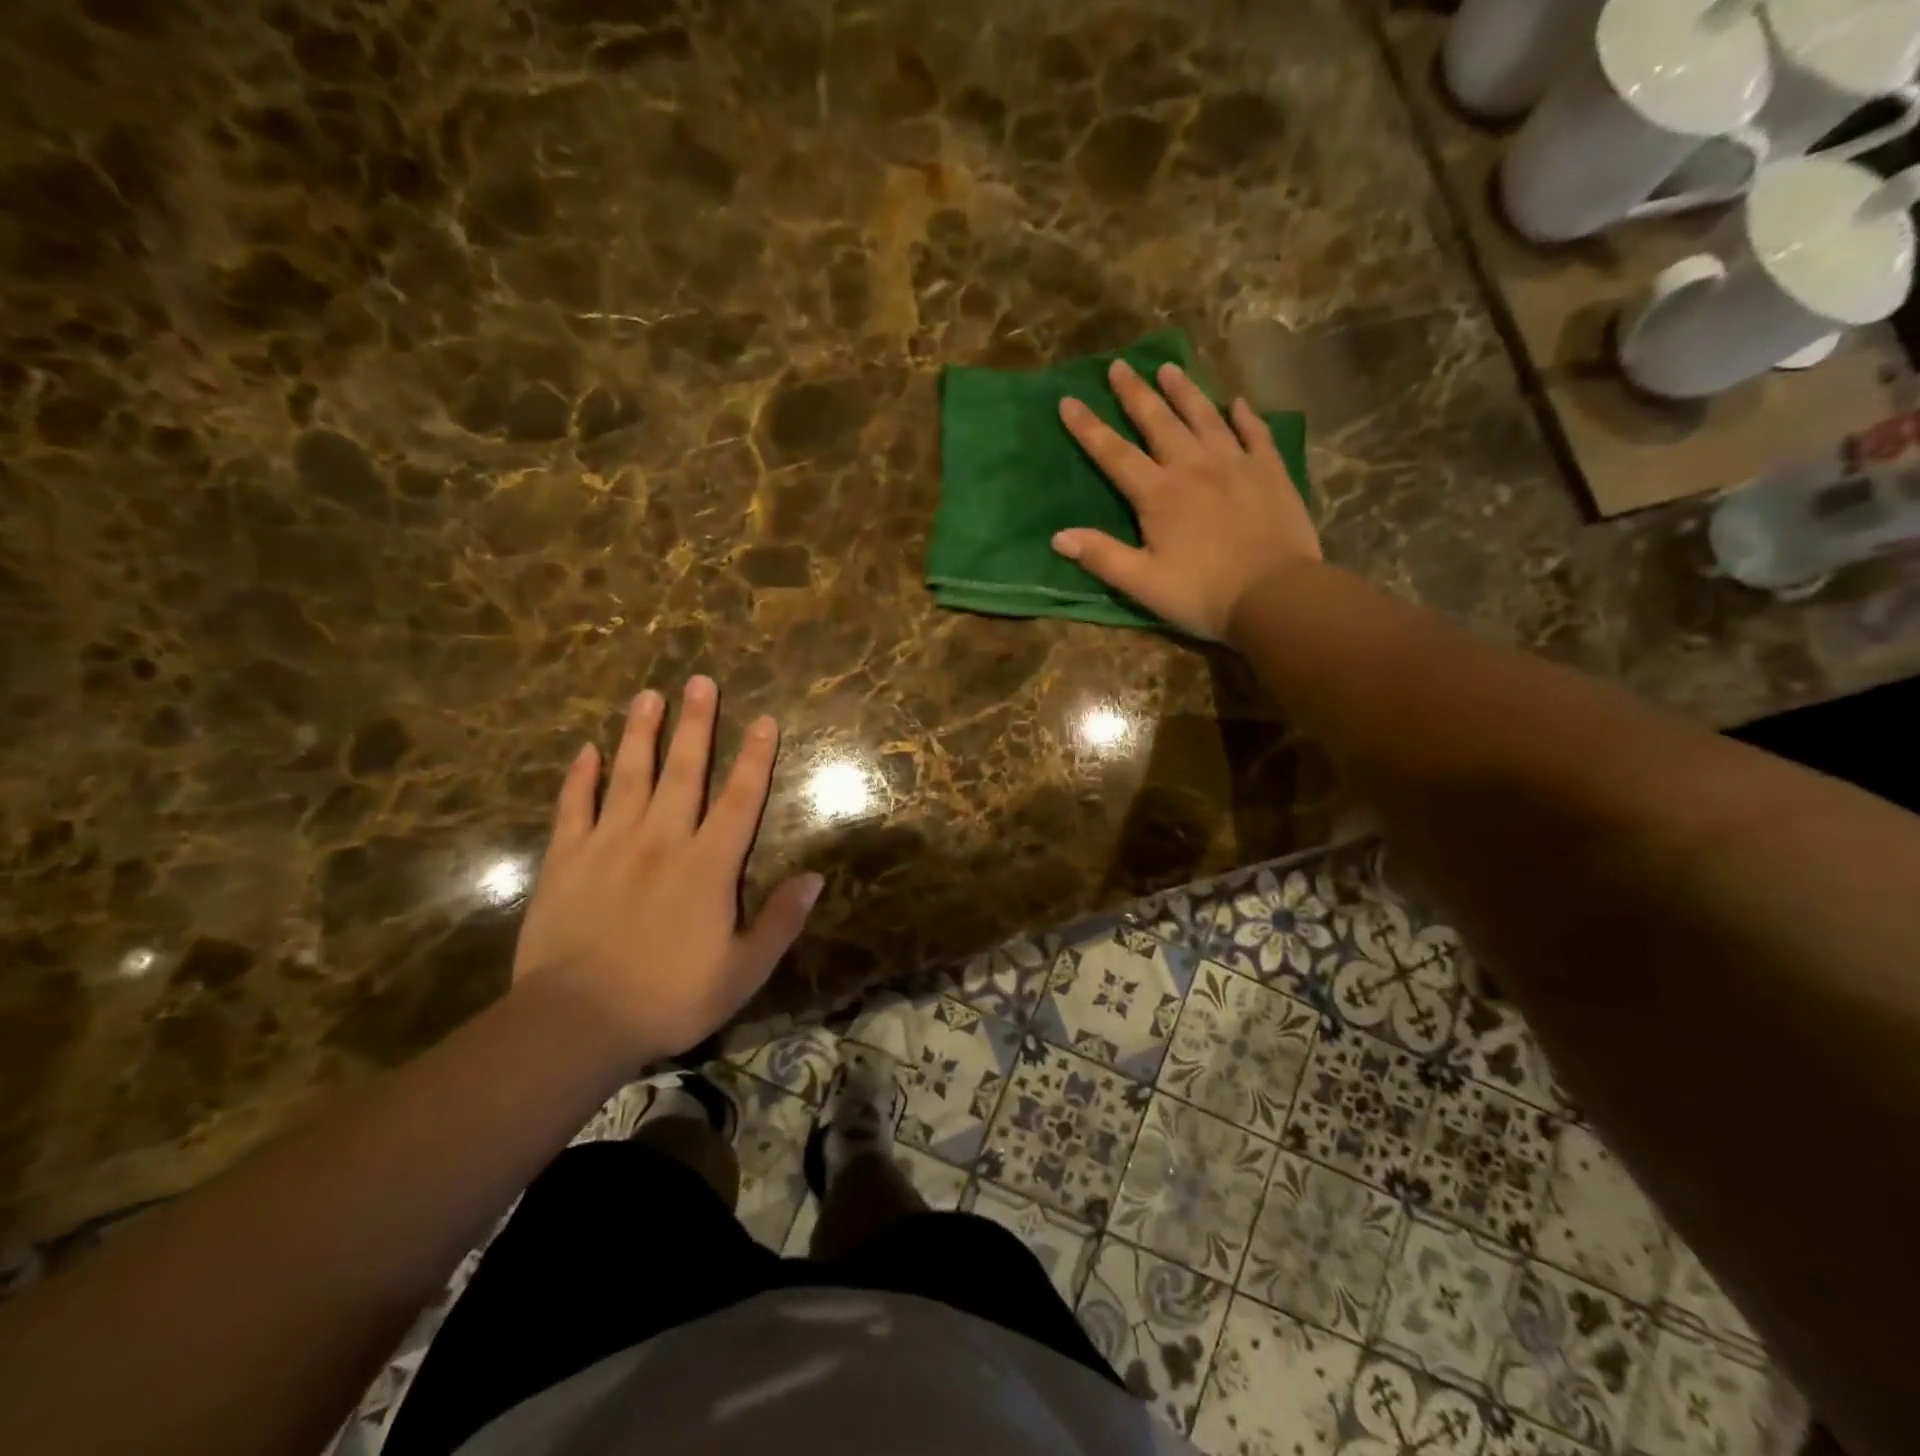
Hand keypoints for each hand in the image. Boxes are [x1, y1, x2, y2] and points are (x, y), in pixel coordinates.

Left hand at [512, 677, 822, 1064]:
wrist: (575, 1022)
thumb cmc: (669, 997)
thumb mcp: (743, 971)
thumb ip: (780, 921)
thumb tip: (815, 877)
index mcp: (708, 865)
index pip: (740, 799)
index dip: (755, 757)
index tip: (763, 719)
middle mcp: (662, 840)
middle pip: (684, 771)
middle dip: (696, 724)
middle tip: (700, 680)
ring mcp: (609, 845)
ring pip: (629, 776)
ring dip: (641, 733)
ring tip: (648, 695)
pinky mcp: (565, 860)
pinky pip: (574, 807)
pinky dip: (580, 777)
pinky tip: (588, 750)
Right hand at [1052, 358, 1320, 641]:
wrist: (1276, 595)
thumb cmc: (1203, 594)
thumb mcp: (1143, 583)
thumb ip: (1102, 556)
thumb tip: (1058, 536)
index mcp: (1159, 494)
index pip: (1114, 453)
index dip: (1089, 428)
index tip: (1068, 400)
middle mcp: (1195, 466)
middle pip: (1159, 422)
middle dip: (1136, 393)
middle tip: (1119, 365)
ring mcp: (1237, 464)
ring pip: (1205, 416)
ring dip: (1185, 391)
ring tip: (1169, 368)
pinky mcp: (1271, 471)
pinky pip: (1255, 432)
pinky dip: (1244, 416)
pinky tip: (1237, 404)